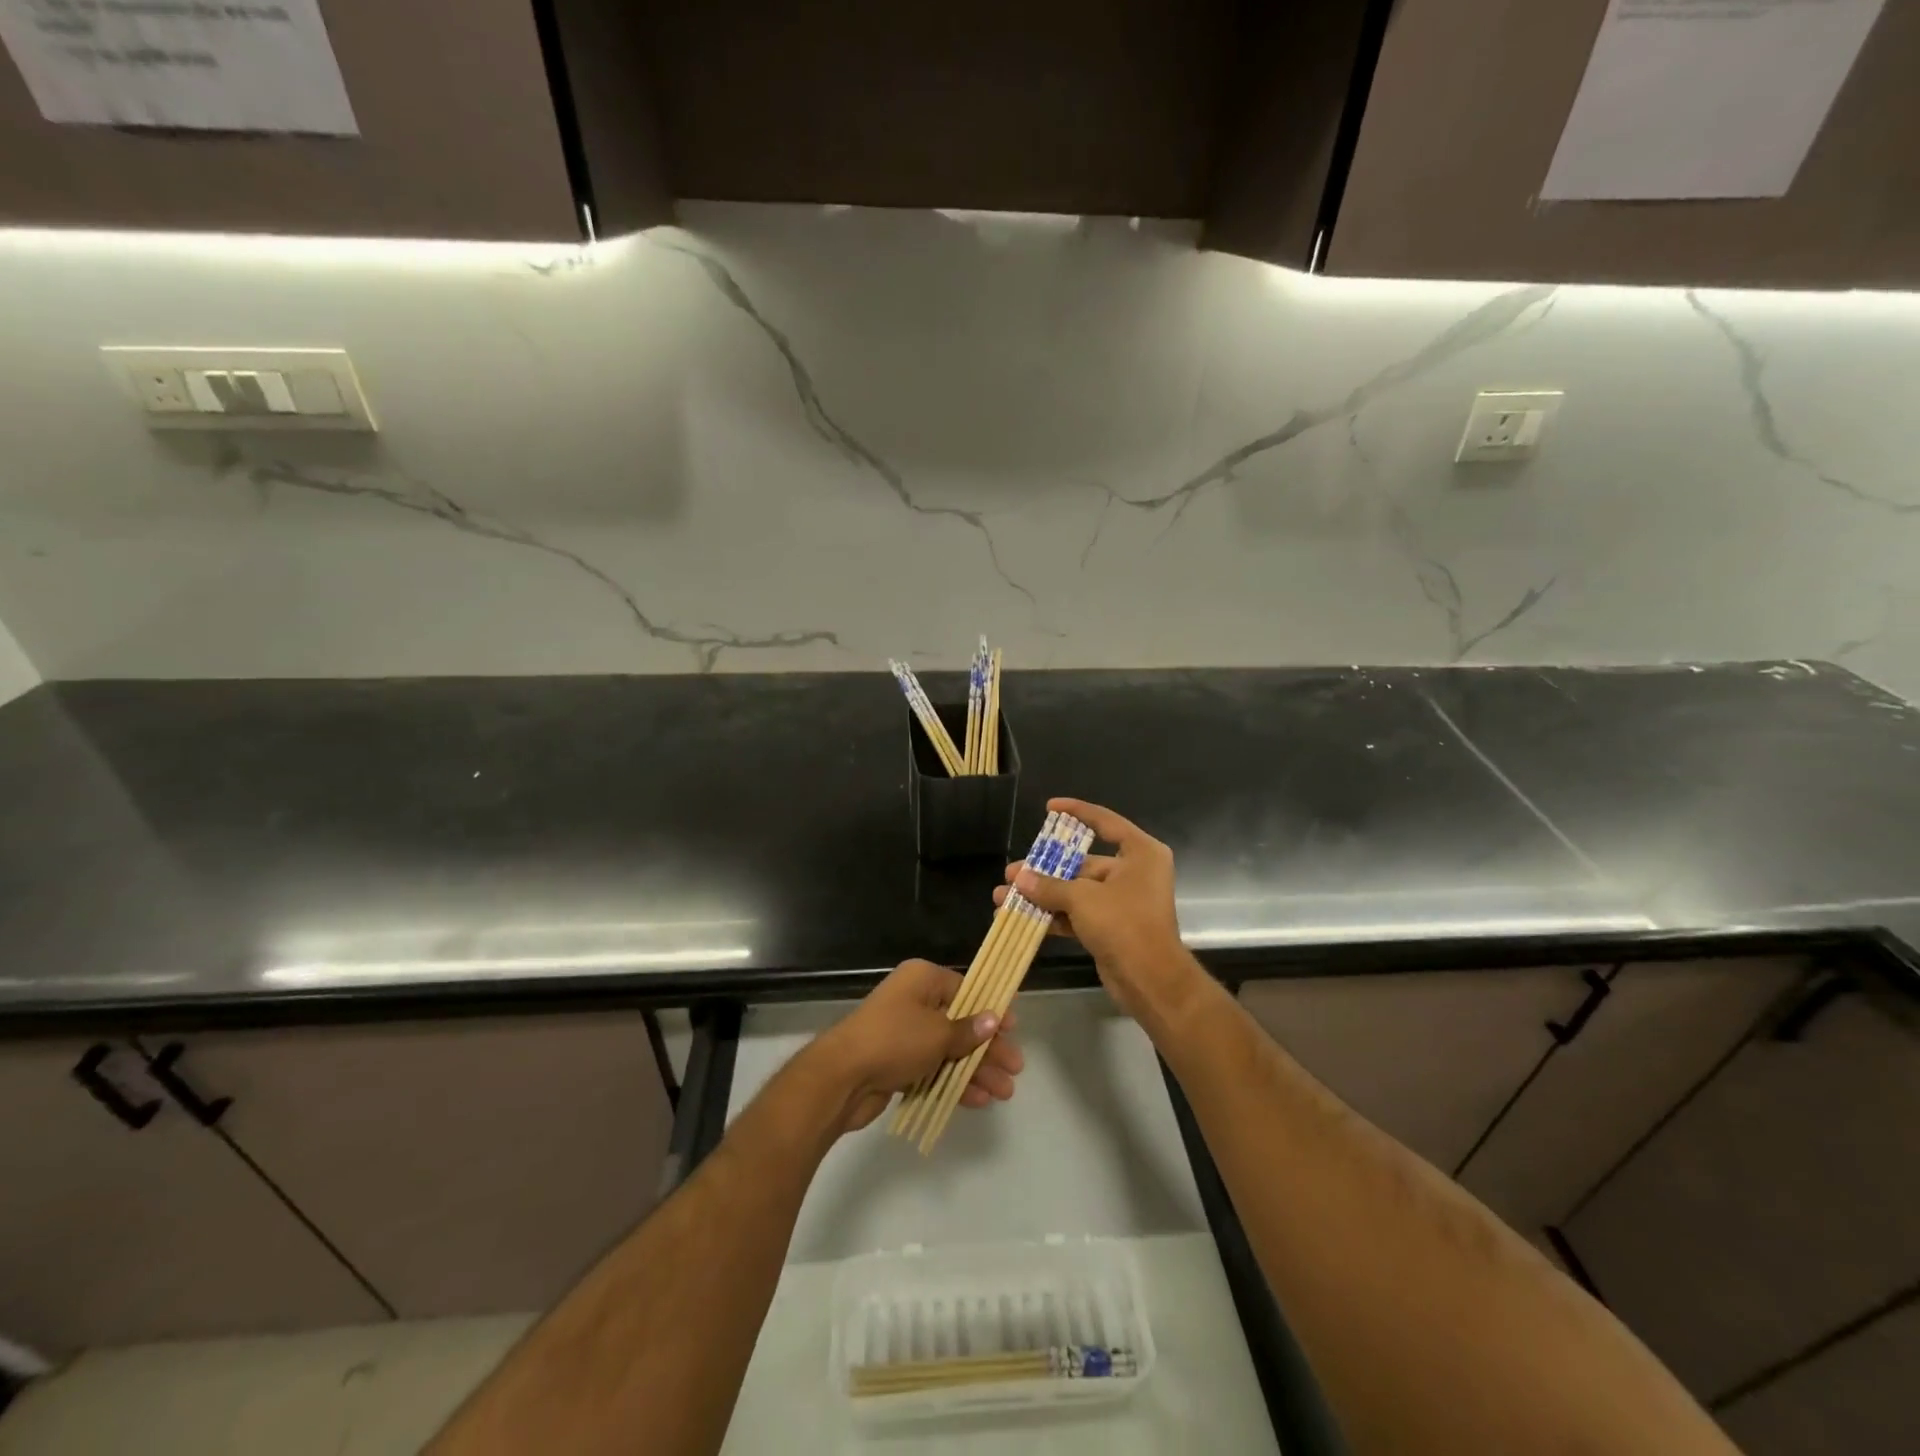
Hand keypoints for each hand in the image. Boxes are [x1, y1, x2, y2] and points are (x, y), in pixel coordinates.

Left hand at [809, 960, 1023, 1134]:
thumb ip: (968, 1030)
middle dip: (988, 1048)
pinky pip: (933, 1069)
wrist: (841, 1077)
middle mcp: (914, 1001)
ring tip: (1004, 1092)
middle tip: (1015, 1069)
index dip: (990, 1009)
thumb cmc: (894, 1040)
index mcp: (923, 979)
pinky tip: (978, 1099)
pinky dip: (954, 1082)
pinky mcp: (897, 1063)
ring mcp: (904, 1034)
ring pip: (949, 1049)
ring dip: (976, 1069)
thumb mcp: (938, 1033)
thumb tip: (992, 1020)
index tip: (1012, 1029)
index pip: (966, 989)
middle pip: (960, 1023)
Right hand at [993, 797, 1201, 1024]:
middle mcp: (1134, 872)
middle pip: (1083, 863)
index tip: (1050, 807)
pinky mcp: (1112, 927)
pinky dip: (1053, 916)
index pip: (1105, 821)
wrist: (1150, 981)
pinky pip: (1078, 913)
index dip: (1077, 811)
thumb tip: (1019, 878)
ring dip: (1042, 895)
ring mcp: (1123, 901)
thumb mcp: (1082, 898)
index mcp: (1140, 853)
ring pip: (1076, 891)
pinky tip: (1022, 919)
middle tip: (1012, 872)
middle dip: (1045, 870)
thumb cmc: (1124, 924)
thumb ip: (1048, 886)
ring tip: (1005, 897)